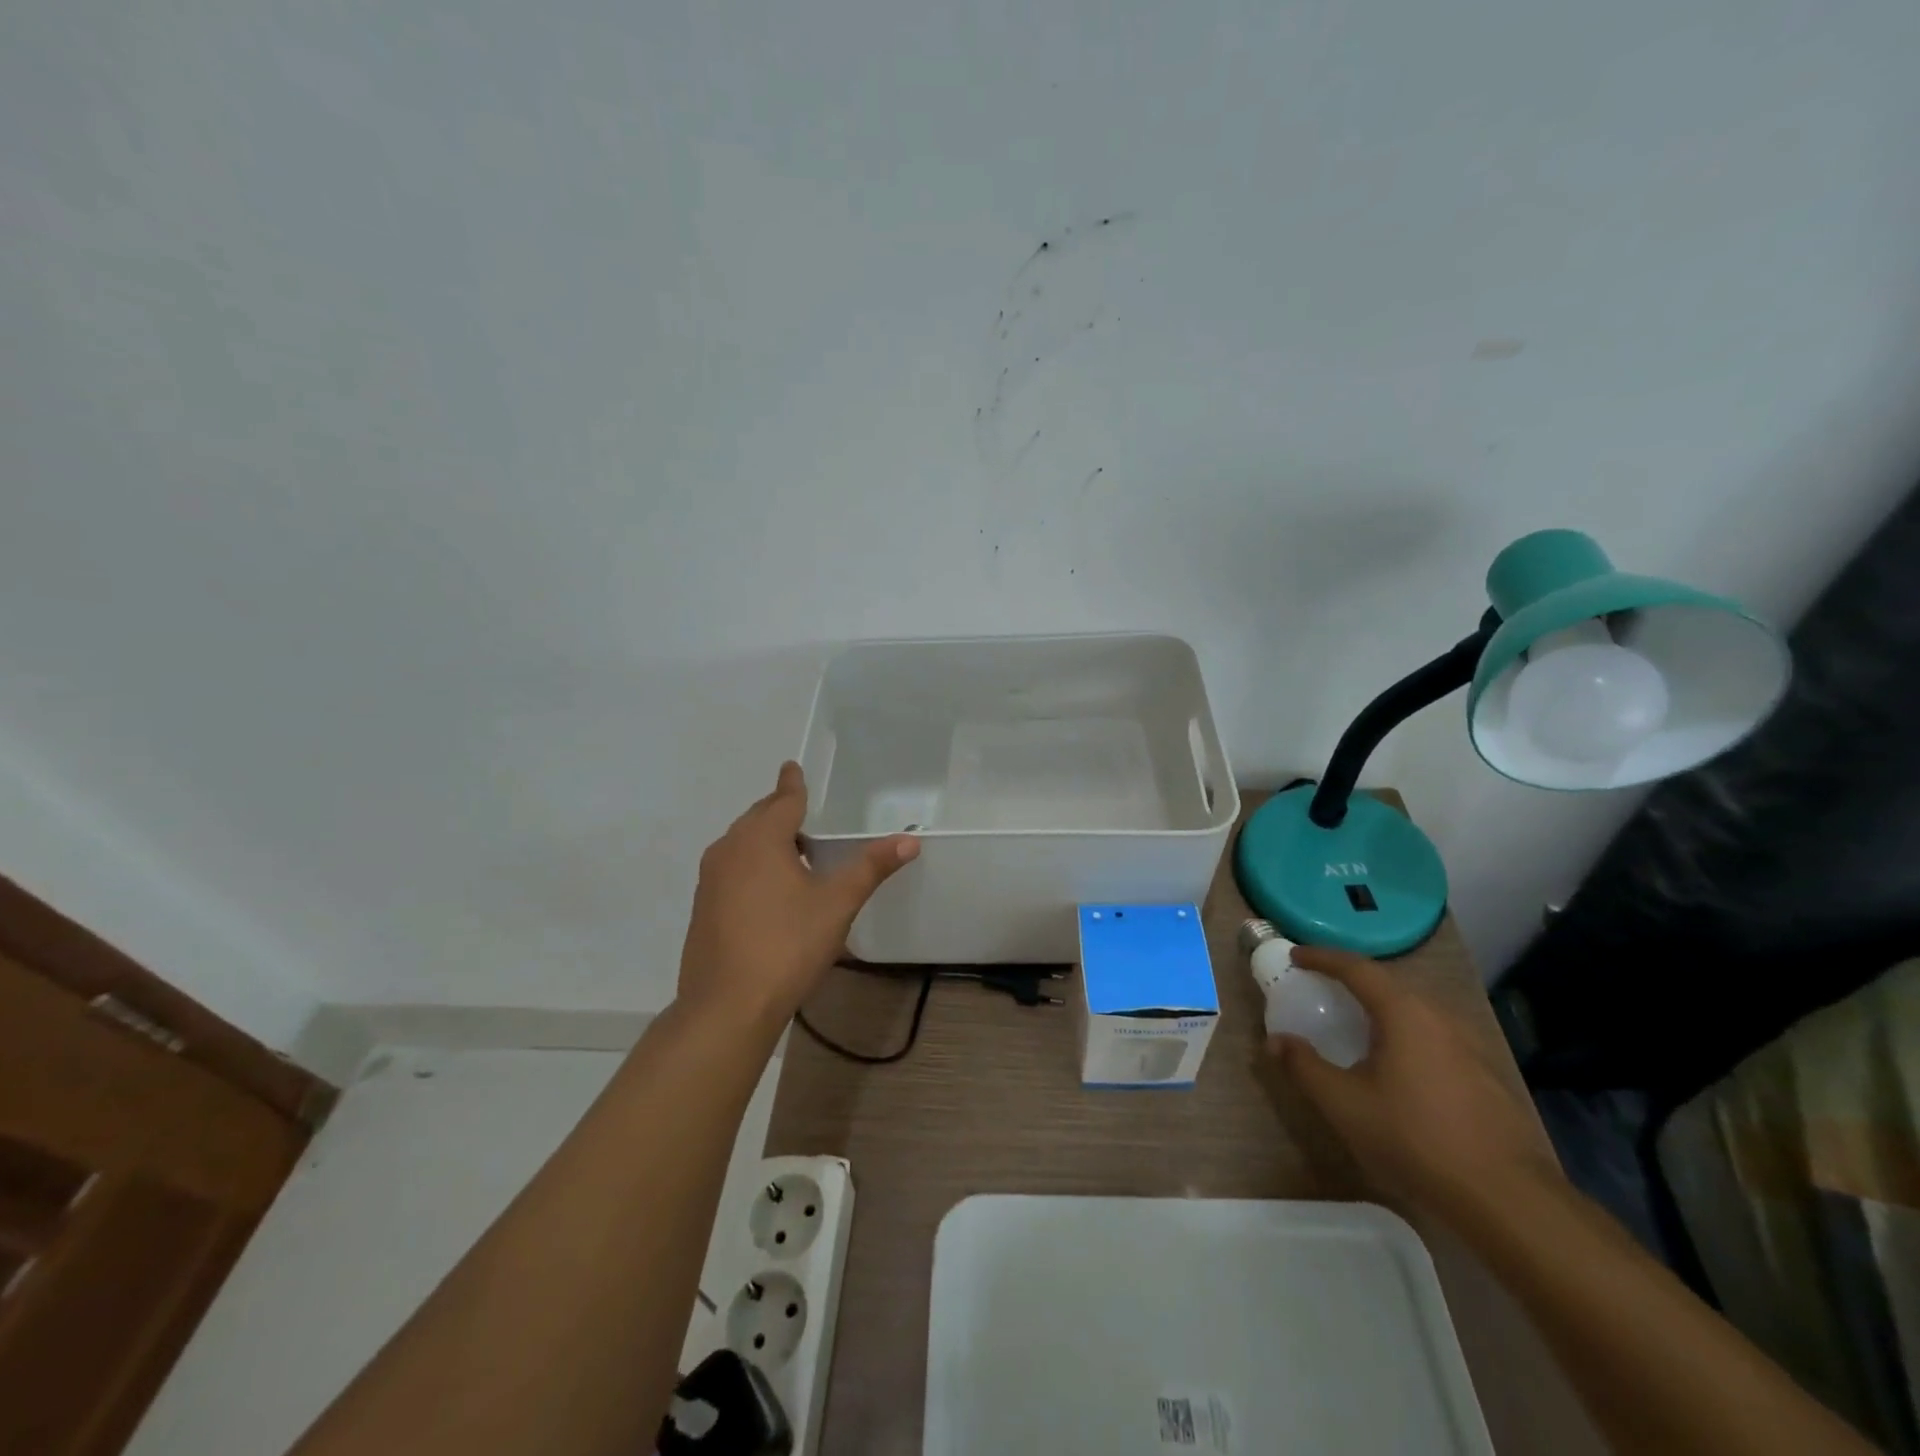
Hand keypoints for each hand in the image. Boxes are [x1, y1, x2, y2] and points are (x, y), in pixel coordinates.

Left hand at [676, 762, 919, 1034]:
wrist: (727, 1007)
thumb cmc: (787, 945)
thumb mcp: (837, 904)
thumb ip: (871, 868)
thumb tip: (909, 840)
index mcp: (760, 839)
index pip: (782, 800)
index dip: (792, 784)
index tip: (792, 767)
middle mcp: (729, 850)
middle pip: (758, 818)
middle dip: (779, 810)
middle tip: (802, 809)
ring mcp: (710, 880)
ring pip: (742, 845)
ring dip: (766, 839)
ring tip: (793, 849)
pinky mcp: (703, 908)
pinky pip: (732, 869)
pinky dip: (752, 865)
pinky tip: (771, 890)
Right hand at [1266, 946, 1560, 1219]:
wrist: (1507, 1198)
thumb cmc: (1415, 1138)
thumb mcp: (1344, 1104)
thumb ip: (1304, 1066)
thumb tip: (1275, 1041)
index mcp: (1404, 1012)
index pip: (1357, 968)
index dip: (1322, 958)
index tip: (1296, 957)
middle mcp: (1439, 1017)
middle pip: (1389, 984)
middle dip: (1353, 979)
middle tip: (1323, 987)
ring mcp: (1470, 1046)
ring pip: (1416, 1011)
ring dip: (1381, 1008)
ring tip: (1357, 1023)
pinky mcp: (1487, 1075)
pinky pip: (1435, 1036)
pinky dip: (1405, 1033)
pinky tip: (1399, 1064)